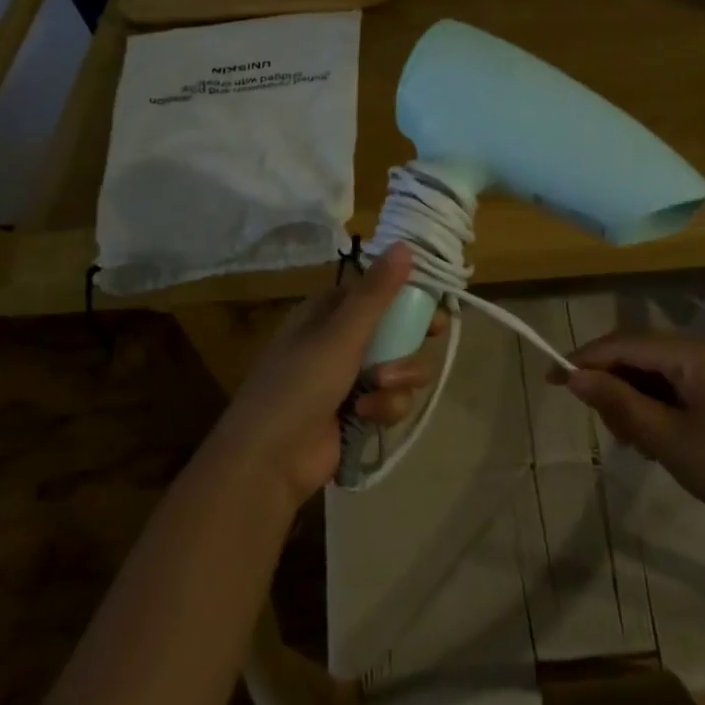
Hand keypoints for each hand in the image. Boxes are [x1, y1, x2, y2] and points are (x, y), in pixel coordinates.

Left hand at [209, 244, 440, 507]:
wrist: (269, 460)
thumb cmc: (300, 385)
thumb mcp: (340, 334)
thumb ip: (376, 293)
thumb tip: (405, 245)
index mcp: (328, 313)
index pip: (377, 292)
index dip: (408, 295)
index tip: (435, 300)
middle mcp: (339, 341)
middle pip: (395, 329)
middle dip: (409, 340)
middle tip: (431, 337)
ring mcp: (348, 378)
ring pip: (398, 367)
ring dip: (398, 379)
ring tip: (379, 390)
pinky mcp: (357, 412)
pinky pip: (390, 399)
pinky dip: (384, 406)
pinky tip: (368, 415)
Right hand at [557, 332, 704, 532]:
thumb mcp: (666, 438)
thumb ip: (618, 402)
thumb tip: (573, 377)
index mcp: (692, 352)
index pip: (624, 344)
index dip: (584, 359)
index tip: (550, 379)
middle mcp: (701, 348)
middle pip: (636, 354)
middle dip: (612, 385)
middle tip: (608, 430)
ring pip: (651, 371)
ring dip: (631, 400)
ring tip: (633, 442)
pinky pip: (670, 385)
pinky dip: (652, 406)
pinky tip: (652, 439)